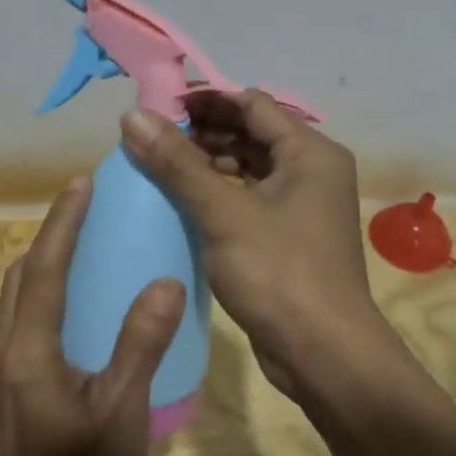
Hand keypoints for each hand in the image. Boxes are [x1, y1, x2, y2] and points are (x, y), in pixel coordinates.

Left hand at [0, 178, 186, 455]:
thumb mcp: (122, 413)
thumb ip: (140, 346)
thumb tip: (164, 282)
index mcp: (28, 352)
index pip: (42, 271)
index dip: (61, 224)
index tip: (80, 184)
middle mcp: (4, 350)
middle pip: (20, 275)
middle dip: (49, 234)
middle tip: (84, 205)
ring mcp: (1, 367)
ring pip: (16, 295)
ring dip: (43, 260)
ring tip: (80, 238)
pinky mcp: (8, 382)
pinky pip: (22, 316)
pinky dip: (43, 289)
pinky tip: (75, 296)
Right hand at [119, 91, 389, 397]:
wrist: (323, 354)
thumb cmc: (278, 273)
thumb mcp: (223, 213)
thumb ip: (177, 163)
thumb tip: (132, 115)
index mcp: (310, 153)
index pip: (251, 104)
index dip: (204, 100)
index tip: (156, 107)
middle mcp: (311, 171)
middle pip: (251, 134)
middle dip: (202, 132)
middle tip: (150, 137)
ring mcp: (302, 206)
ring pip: (249, 168)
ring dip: (207, 163)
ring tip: (158, 165)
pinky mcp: (289, 236)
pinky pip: (249, 199)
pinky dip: (218, 193)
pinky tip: (182, 200)